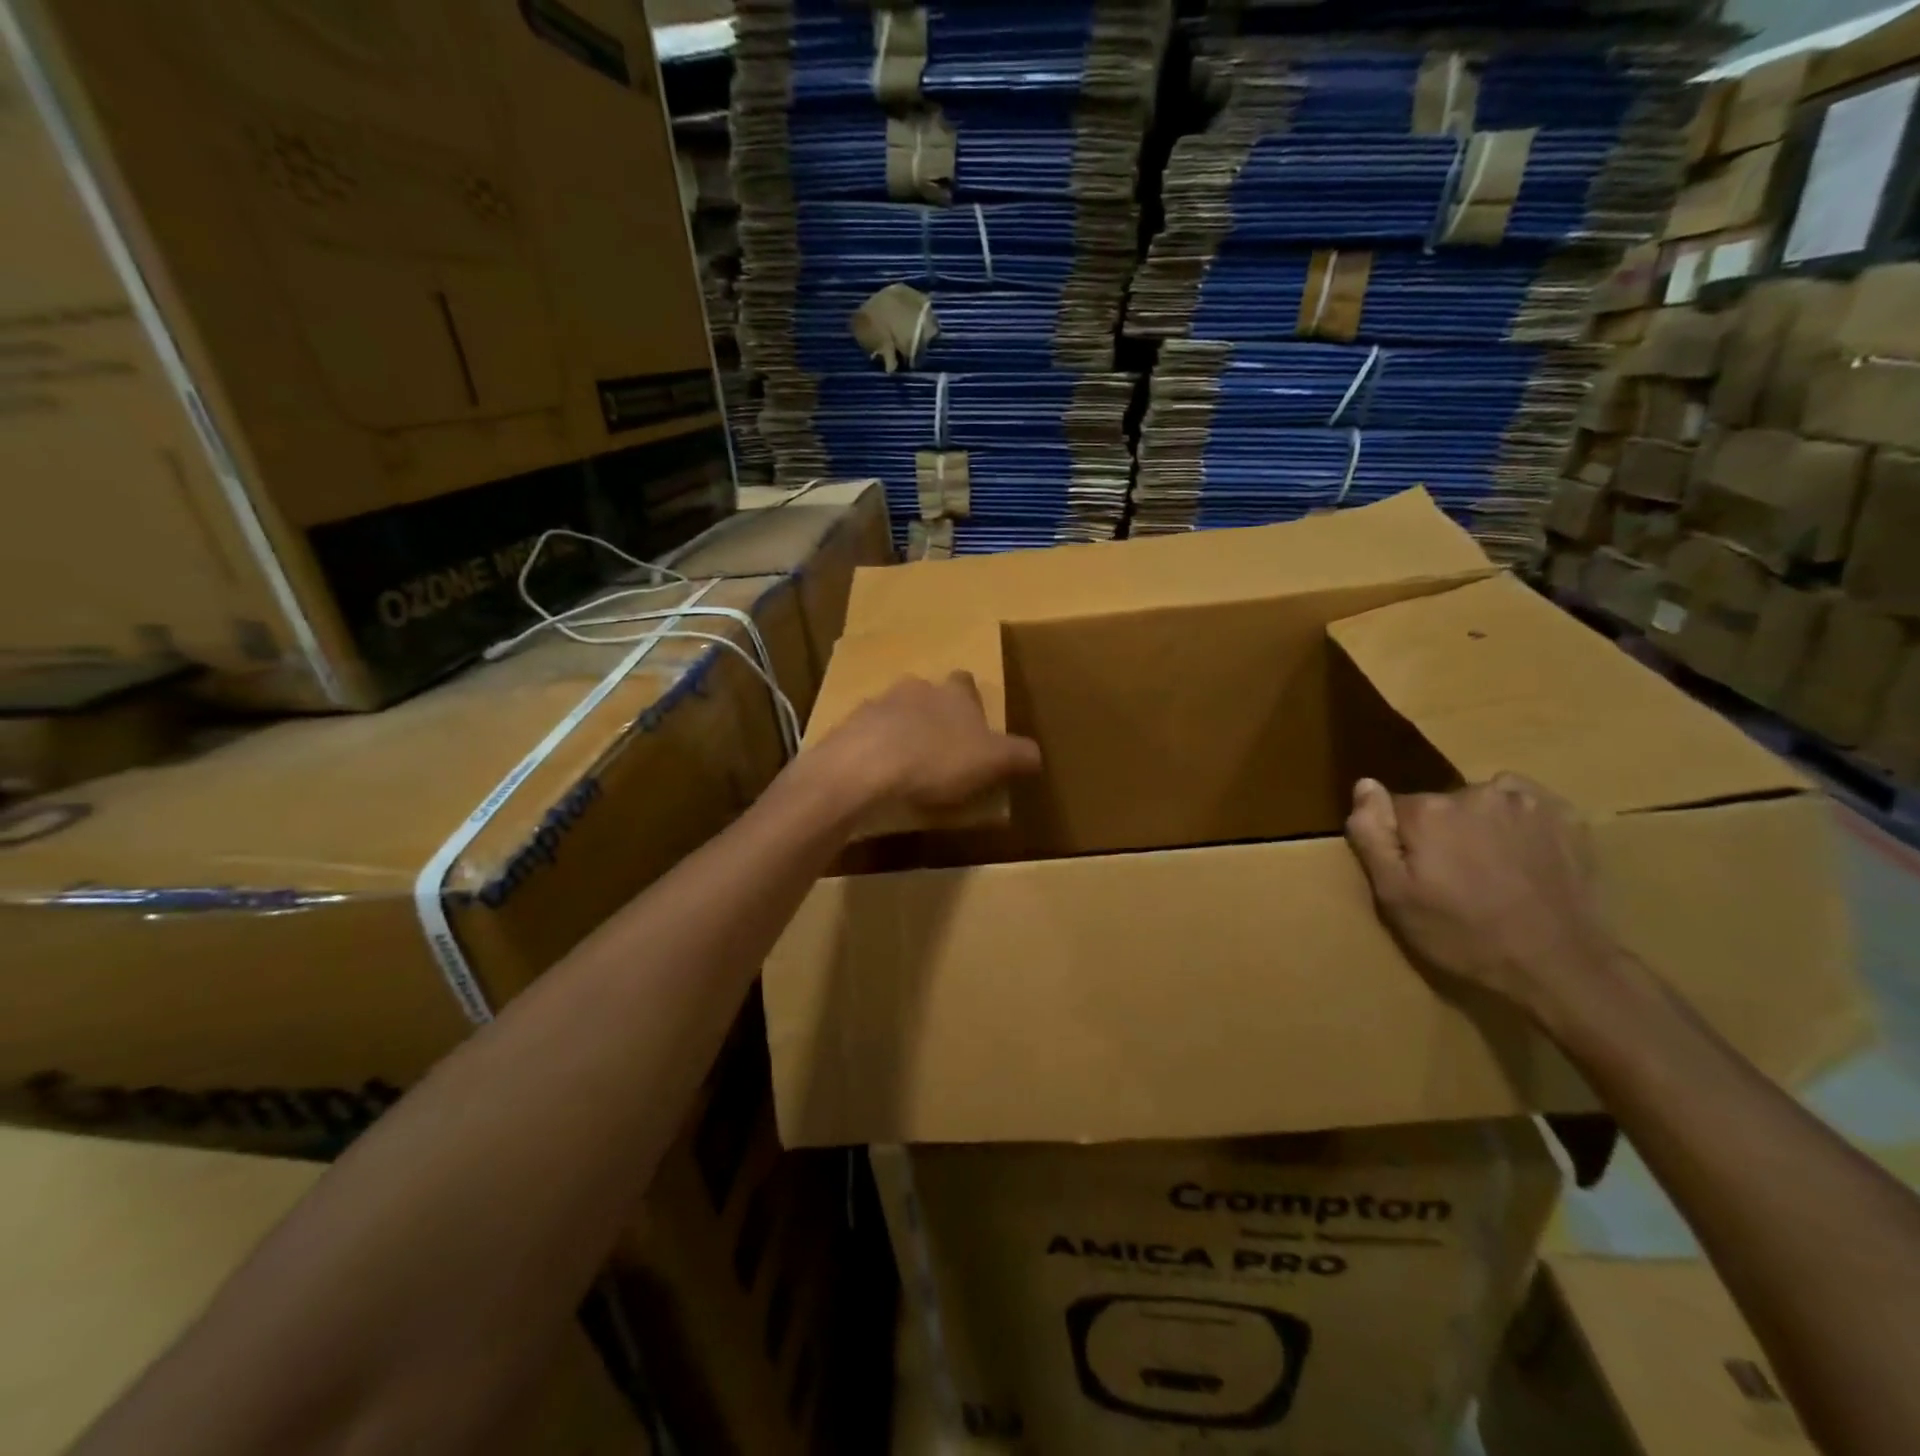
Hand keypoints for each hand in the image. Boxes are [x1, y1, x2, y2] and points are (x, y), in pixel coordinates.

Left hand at [816, 672, 1041, 814]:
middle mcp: (916, 688)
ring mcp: (877, 705)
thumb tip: (1036, 754)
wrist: (865, 766)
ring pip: (895, 712)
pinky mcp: (848, 727)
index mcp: (953, 693)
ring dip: (901, 731)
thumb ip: (1017, 755)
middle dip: (934, 715)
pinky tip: (877, 776)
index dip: (971, 702)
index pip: (966, 683)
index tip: (974, 727)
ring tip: (907, 765)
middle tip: (941, 748)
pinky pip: (866, 735)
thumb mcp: (991, 762)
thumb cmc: (937, 759)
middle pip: (928, 694)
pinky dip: (874, 750)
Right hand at [1344, 773, 1621, 1020]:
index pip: (1395, 808)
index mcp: (1428, 811)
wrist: (1560, 966)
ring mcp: (1527, 802)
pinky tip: (1525, 858)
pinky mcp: (1568, 817)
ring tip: (1492, 869)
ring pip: (1482, 801)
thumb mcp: (1395, 896)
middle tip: (1455, 880)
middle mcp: (1475, 792)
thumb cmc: (1463, 935)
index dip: (1401, 841)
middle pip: (1440, 804)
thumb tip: (1364, 785)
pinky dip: (1520, 824)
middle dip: (1441, 832)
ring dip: (1480, 825)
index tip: (1416, 874)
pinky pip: (1526, 805)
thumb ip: (1372, 834)